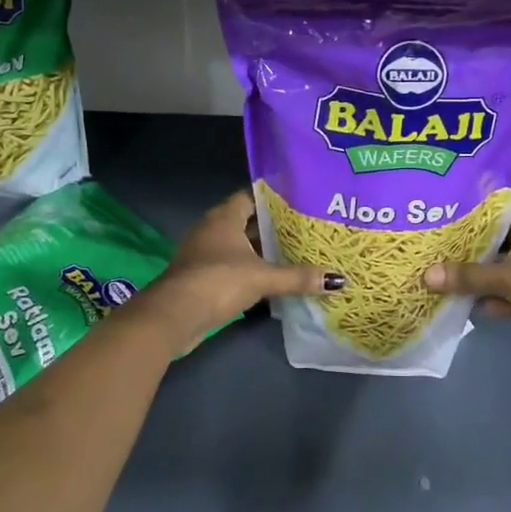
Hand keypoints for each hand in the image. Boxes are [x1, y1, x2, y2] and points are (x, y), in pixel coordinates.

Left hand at [127, 189, 342, 358]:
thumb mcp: (262, 277)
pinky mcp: (201, 276)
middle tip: (305, 229)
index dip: (275, 198)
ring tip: (294, 252)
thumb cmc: (218, 281)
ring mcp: (203, 253)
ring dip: (261, 250)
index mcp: (224, 216)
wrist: (173, 316)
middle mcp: (212, 228)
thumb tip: (337, 279)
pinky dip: (249, 269)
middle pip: (247, 221)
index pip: (252, 196)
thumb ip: (297, 277)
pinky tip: (271, 279)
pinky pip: (231, 265)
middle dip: (273, 226)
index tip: (300, 202)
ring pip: (239, 245)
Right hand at [422, 200, 510, 356]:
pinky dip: (491, 298)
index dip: (469, 202)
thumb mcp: (510, 277)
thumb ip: (469, 277)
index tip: (439, 203)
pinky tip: (463, 304)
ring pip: (499, 266)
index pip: (495, 203)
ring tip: (438, 270)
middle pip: (493, 236)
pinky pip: (508, 292)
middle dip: (465, 242)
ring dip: (476, 273)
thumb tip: (426, 275)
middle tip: (430, 239)